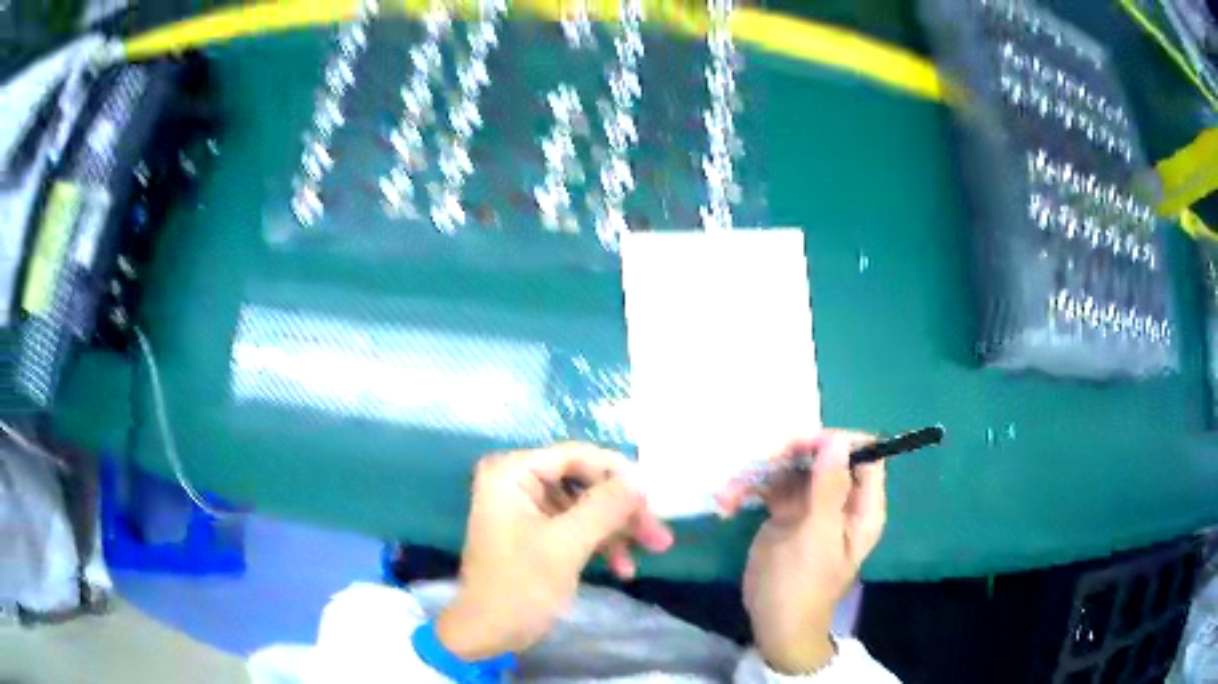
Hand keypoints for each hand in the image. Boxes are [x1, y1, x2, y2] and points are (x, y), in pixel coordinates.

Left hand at [437, 443, 673, 659]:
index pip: (576, 456)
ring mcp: (528, 509)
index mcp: (512, 473)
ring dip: (619, 529)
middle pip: (585, 481)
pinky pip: (577, 526)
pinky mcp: (537, 533)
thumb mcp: (566, 545)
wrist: (488, 634)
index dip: (619, 473)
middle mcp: (518, 482)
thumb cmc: (520, 587)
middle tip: (658, 534)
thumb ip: (604, 506)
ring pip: (587, 506)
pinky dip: (602, 543)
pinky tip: (623, 569)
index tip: (653, 499)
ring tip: (653, 551)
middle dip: (623, 509)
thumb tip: (640, 479)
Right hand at [717, 430, 886, 674]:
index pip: (864, 454)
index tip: (805, 447)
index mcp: (861, 506)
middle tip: (761, 463)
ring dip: (760, 472)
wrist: (774, 624)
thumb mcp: (816, 537)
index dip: (838, 443)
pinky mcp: (785, 513)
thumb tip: (836, 442)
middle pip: (824, 456)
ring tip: (730, 491)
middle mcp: (840, 500)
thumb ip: (828, 489)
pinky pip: (771, 487)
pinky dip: (748, 489)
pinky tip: (727, 502)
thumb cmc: (801, 585)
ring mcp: (812, 505)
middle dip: (790, 455)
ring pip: (794, 468)